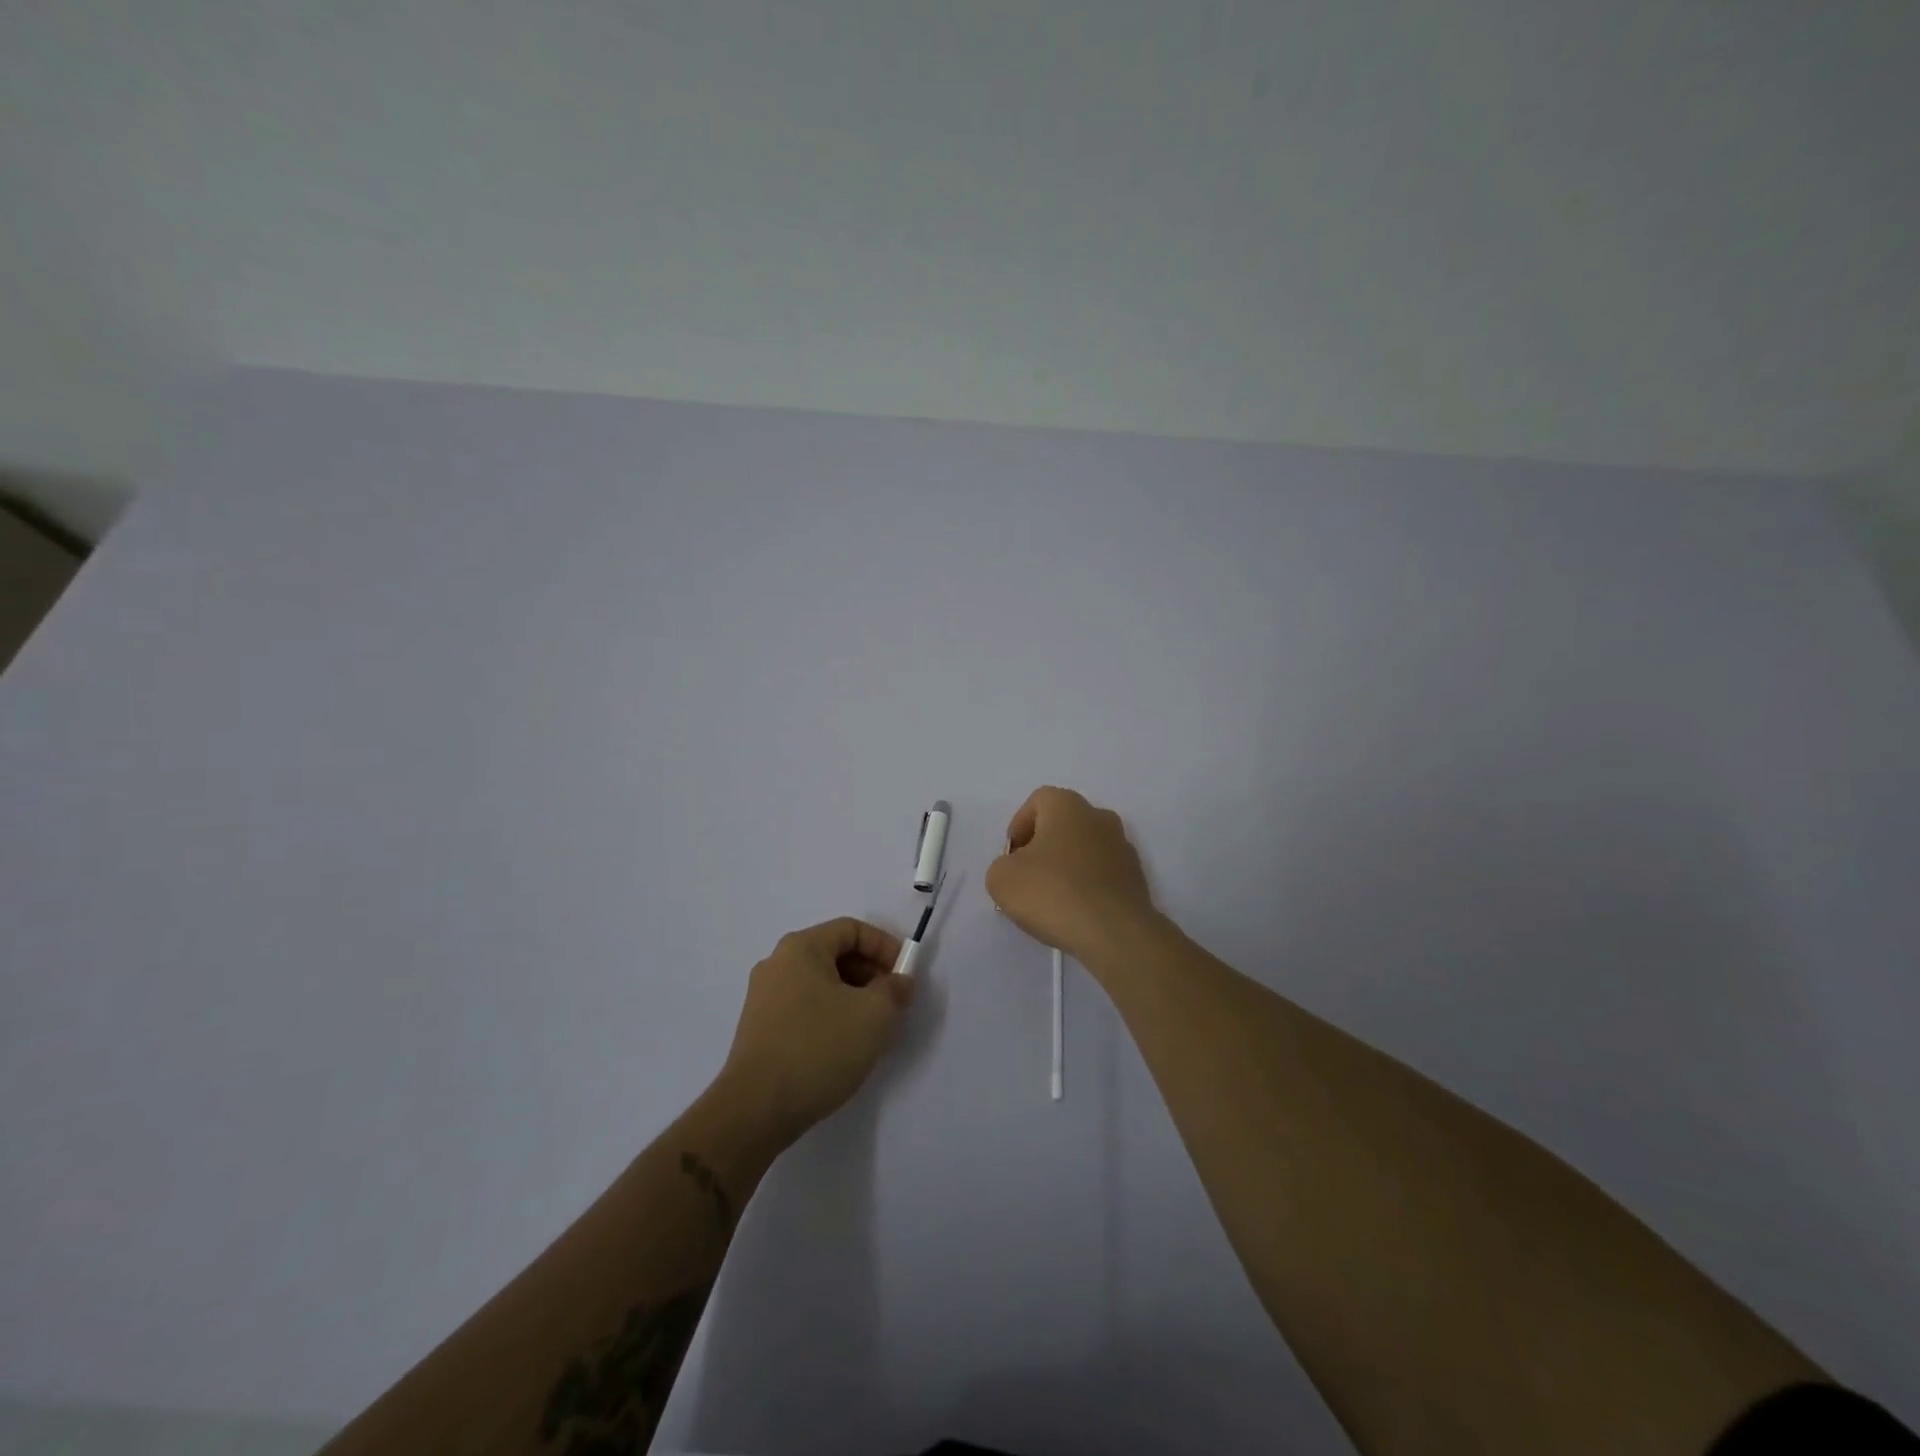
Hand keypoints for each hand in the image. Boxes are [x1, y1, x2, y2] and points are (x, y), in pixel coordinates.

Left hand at [716, 917, 913, 1145]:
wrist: (755, 1110)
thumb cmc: (818, 1048)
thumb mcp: (874, 1015)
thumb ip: (894, 989)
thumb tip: (898, 982)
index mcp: (801, 948)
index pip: (852, 929)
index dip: (885, 946)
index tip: (905, 975)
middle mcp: (777, 963)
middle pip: (835, 953)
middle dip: (870, 973)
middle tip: (893, 1002)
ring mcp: (764, 997)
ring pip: (821, 983)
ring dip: (853, 996)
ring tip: (872, 1028)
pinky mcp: (760, 1028)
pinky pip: (805, 1007)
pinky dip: (831, 1015)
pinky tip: (844, 1046)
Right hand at [985, 786, 1157, 965]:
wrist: (1114, 933)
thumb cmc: (1053, 893)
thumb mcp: (1002, 879)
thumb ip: (1002, 866)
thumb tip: (1017, 870)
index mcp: (1068, 806)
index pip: (1037, 801)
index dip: (1019, 826)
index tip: (1011, 857)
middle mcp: (1099, 816)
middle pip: (1063, 824)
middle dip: (1042, 846)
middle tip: (1027, 877)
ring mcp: (1123, 847)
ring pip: (1084, 849)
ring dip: (1066, 866)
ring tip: (1051, 900)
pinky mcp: (1136, 877)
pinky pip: (1102, 874)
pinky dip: (1087, 886)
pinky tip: (1076, 912)